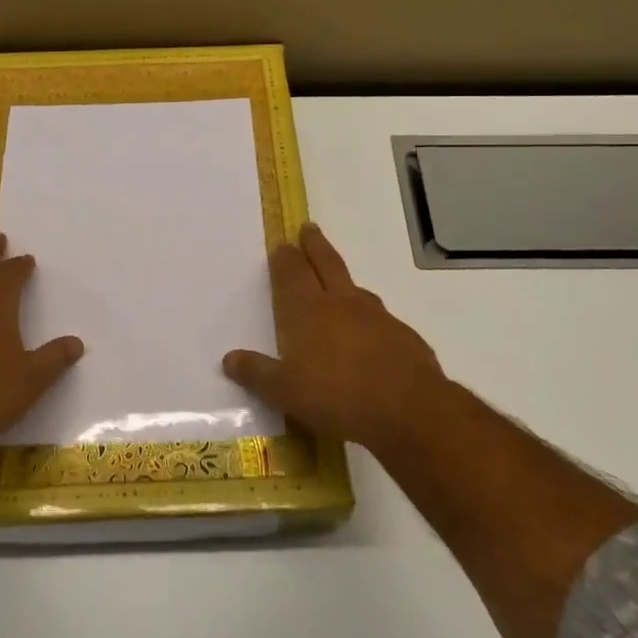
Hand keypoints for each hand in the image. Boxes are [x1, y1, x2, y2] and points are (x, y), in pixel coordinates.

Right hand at [221, 224, 450, 453]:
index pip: (293, 273)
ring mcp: (377, 317)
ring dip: (343, 280)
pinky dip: (369, 317)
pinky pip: (380, 318)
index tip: (283, 244)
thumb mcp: (285, 392)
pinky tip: (370, 334)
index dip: (286, 258)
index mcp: (309, 311)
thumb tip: (229, 359)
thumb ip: (257, 373)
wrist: (408, 409)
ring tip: (338, 282)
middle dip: (315, 245)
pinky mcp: (403, 335)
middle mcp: (343, 304)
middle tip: (309, 228)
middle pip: (326, 264)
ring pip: (356, 288)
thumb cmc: (337, 397)